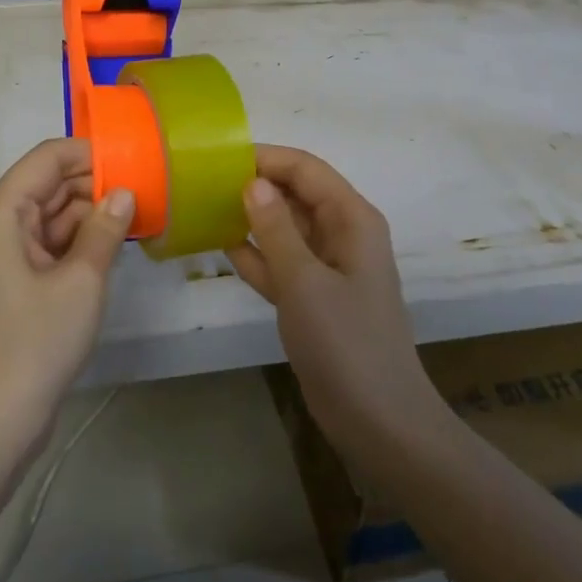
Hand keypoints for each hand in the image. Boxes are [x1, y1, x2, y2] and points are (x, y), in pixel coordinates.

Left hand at [0, 138, 134, 453]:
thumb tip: (125, 192)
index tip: (135, 160)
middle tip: (146, 191)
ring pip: (54, 213)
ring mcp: (5, 252)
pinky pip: (52, 241)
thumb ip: (105, 228)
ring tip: (140, 215)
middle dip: (95, 184)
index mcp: (1, 211)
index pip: (48, 157)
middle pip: (50, 183)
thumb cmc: (36, 342)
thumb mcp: (81, 281)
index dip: (90, 153)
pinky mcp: (17, 277)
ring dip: (91, 213)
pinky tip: (117, 244)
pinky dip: (81, 240)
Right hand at [227, 146, 445, 457]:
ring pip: (285, 227)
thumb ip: (275, 228)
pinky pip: (281, 261)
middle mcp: (342, 234)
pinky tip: (219, 246)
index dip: (265, 158)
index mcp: (351, 219)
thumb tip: (253, 182)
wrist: (379, 423)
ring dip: (250, 219)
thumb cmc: (346, 343)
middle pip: (295, 194)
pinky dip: (255, 254)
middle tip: (202, 183)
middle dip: (254, 185)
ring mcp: (328, 267)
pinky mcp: (314, 296)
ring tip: (203, 208)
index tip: (219, 159)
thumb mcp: (304, 281)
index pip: (306, 169)